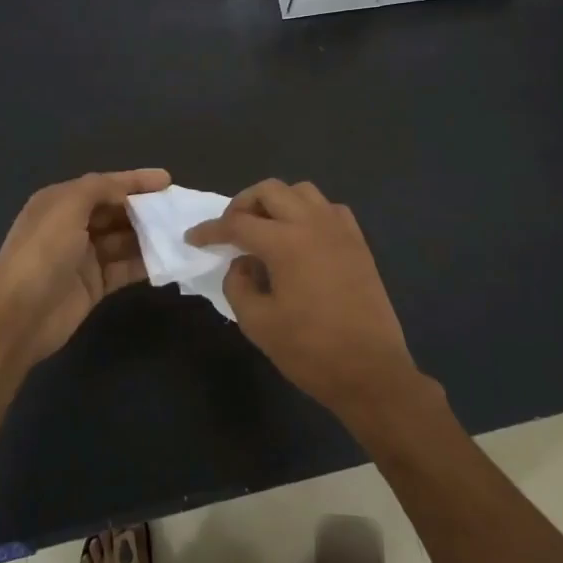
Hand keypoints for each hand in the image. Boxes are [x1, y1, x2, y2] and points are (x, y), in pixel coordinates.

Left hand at [0, 169, 170, 366]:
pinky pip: (125, 267)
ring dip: (149, 235)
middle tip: (179, 209)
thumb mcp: (67, 207)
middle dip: (146, 208)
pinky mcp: (94, 284)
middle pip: (116, 211)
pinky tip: (169, 259)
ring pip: (124, 239)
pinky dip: (146, 262)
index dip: (135, 180)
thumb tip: (127, 190)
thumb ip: (99, 189)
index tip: (168, 180)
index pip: (104, 185)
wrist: (18, 317)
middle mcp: (72, 225)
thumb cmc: (42, 253)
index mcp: (60, 202)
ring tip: (181, 233)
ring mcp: (84, 256)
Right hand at [186, 179, 427, 423]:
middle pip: (270, 191)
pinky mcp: (358, 242)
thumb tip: (241, 264)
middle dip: (243, 204)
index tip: (193, 238)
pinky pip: (329, 209)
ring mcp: (340, 229)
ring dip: (277, 202)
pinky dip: (308, 213)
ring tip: (265, 229)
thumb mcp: (258, 323)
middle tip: (230, 230)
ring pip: (302, 192)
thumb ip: (238, 285)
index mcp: (285, 241)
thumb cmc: (310, 350)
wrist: (370, 370)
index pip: (237, 224)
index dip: (210, 230)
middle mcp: (313, 223)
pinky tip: (301, 237)